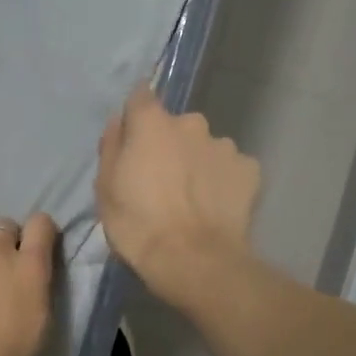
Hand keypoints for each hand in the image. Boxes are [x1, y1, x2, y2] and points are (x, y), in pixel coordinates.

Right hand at [95, 82, 260, 305]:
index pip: (141, 95)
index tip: (133, 136)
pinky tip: (216, 206)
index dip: (136, 114)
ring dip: (198, 162)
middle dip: (170, 144)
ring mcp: (224, 145)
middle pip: (176, 125)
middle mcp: (192, 124)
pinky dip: (223, 181)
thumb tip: (117, 122)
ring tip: (193, 198)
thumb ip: (111, 147)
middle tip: (162, 179)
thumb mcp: (105, 188)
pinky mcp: (249, 169)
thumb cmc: (138, 224)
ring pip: (206, 147)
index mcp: (152, 123)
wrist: (193, 260)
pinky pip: (231, 168)